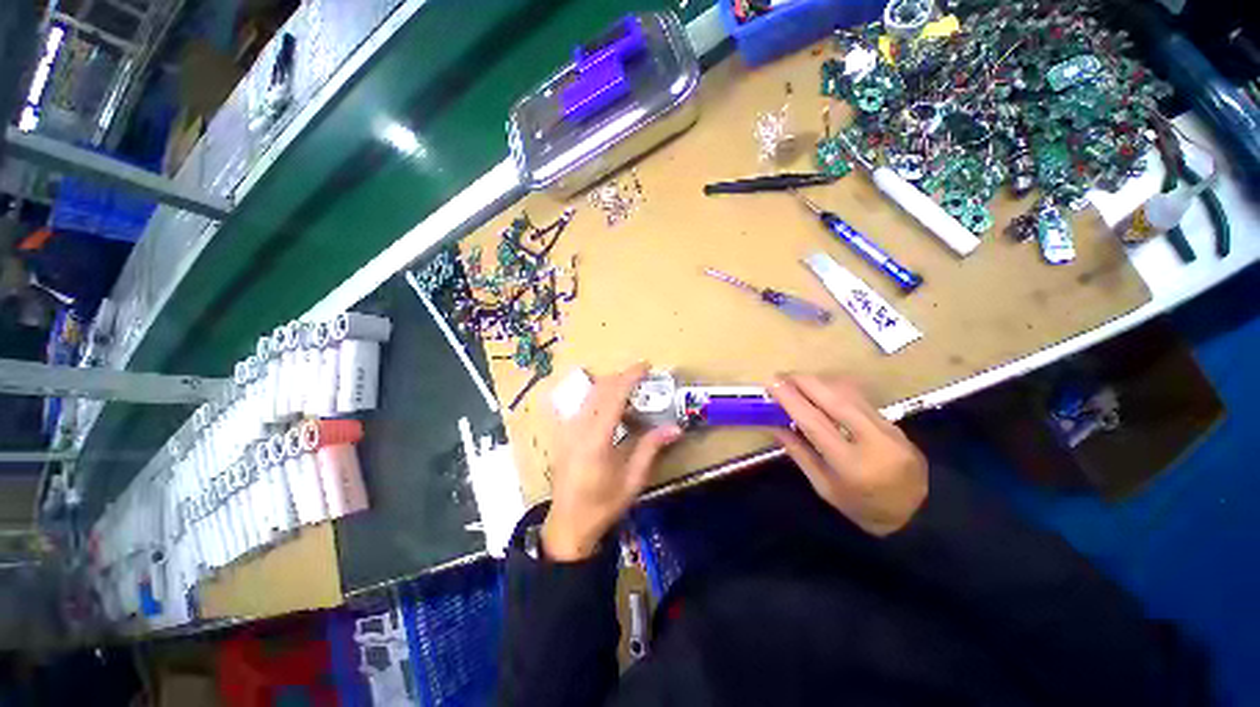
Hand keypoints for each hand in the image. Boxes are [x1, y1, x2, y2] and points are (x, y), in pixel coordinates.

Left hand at [542, 363, 682, 560]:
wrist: (568, 523)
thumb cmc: (603, 505)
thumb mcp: (632, 479)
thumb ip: (651, 448)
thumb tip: (675, 428)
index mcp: (596, 439)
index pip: (614, 396)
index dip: (630, 377)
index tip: (646, 365)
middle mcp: (578, 427)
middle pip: (600, 388)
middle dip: (621, 376)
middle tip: (642, 377)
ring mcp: (568, 429)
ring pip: (589, 394)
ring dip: (610, 385)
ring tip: (630, 389)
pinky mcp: (564, 433)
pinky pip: (583, 404)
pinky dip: (600, 396)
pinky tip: (612, 406)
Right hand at [769, 374, 927, 536]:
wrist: (918, 516)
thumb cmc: (862, 508)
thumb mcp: (824, 487)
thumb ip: (799, 453)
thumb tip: (774, 425)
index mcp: (851, 465)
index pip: (815, 423)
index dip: (791, 399)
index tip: (771, 383)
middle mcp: (873, 441)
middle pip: (835, 399)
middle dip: (805, 382)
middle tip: (781, 376)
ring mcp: (889, 429)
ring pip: (850, 394)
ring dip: (820, 382)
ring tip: (796, 380)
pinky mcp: (895, 423)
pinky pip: (860, 399)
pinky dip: (836, 389)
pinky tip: (821, 389)